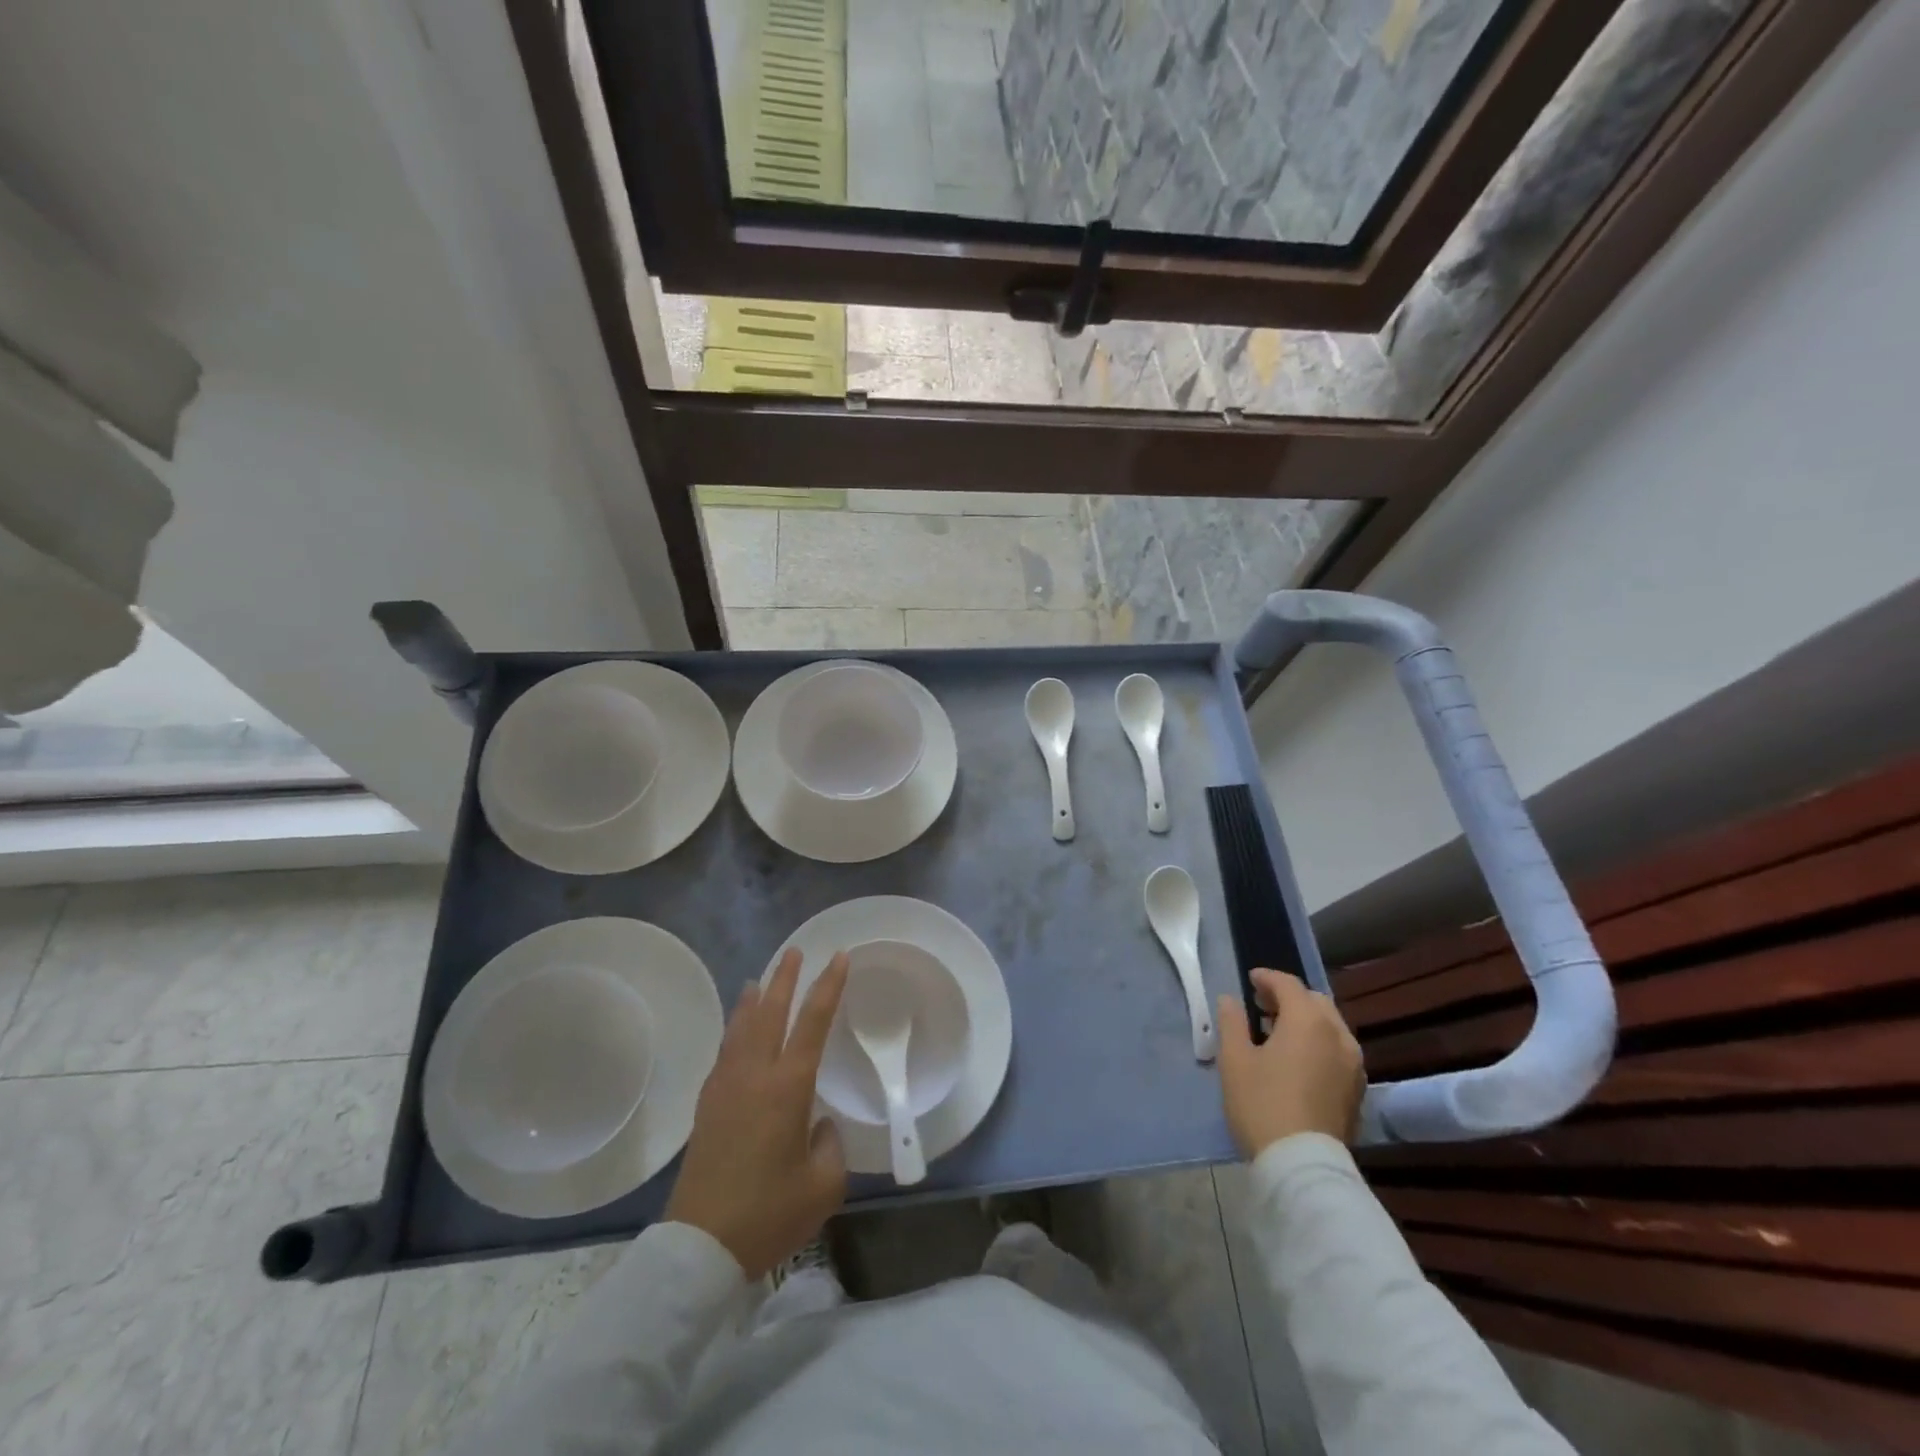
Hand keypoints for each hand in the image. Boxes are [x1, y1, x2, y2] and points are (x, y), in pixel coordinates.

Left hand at [665, 948, 849, 1278]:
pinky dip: (735, 1028)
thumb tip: (817, 1125)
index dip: (827, 987)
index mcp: (787, 1088)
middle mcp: (754, 1075)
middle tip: (796, 951)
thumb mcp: (823, 1185)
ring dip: (755, 999)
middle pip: (770, 1012)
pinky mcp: (707, 1105)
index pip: (812, 1022)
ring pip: (742, 1027)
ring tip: (761, 979)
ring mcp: (726, 1087)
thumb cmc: (769, 1214)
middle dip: (785, 978)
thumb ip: (829, 1145)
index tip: (839, 958)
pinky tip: (738, 1031)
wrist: (701, 1247)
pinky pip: (725, 1050)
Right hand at [1216, 968, 1364, 1157]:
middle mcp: (1338, 1035)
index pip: (1288, 984)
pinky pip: (1337, 1051)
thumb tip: (1230, 1000)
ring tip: (1278, 1034)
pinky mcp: (1357, 1090)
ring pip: (1330, 1026)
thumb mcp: (1235, 1059)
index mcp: (1308, 1020)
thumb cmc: (1262, 1104)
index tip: (1249, 981)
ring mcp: (1353, 1064)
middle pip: (1314, 1001)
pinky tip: (1298, 1061)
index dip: (1267, 978)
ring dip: (1306, 1021)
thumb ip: (1232, 1022)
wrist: (1302, 1164)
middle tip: (1262, 1007)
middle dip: (1289, 998)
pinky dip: (1318, 1043)